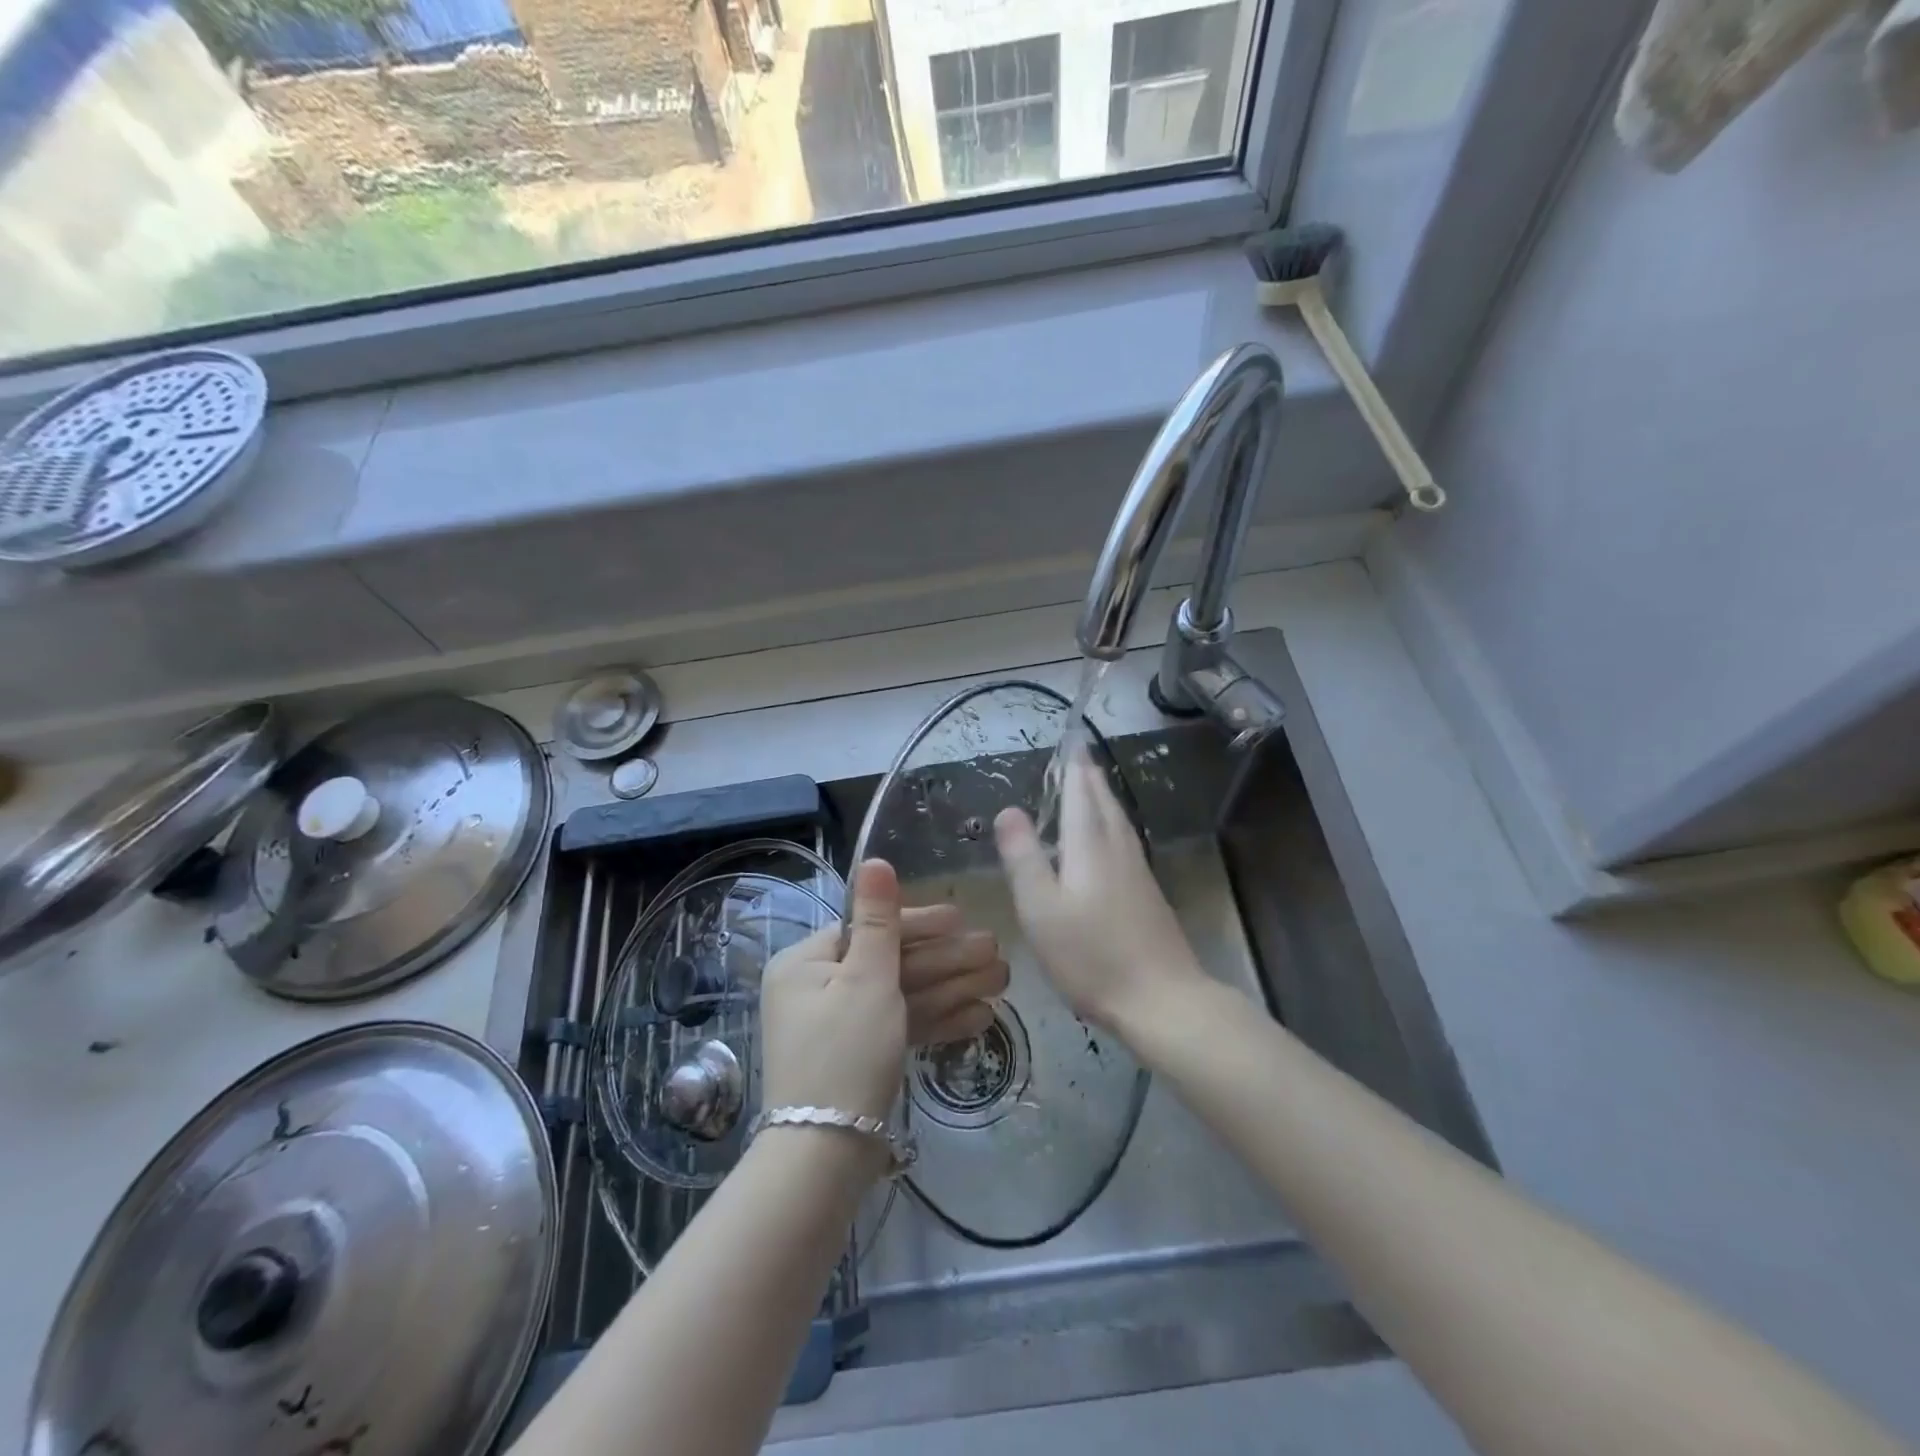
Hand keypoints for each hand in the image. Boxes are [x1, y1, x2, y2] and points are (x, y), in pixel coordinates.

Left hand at [760, 860, 1006, 1126]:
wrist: (824, 1158)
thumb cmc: (845, 1052)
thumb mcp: (866, 978)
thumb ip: (878, 919)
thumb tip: (873, 860)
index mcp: (806, 962)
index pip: (868, 928)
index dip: (920, 923)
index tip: (962, 919)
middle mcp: (816, 989)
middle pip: (890, 964)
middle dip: (947, 960)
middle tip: (996, 951)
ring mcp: (838, 1026)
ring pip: (901, 996)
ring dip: (951, 988)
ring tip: (1001, 981)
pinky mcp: (858, 1057)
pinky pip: (898, 1028)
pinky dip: (935, 1021)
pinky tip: (980, 1017)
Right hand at [995, 756, 1204, 1035]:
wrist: (1162, 1000)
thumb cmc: (1091, 955)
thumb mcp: (1041, 908)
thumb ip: (1023, 856)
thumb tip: (1009, 809)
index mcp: (1090, 845)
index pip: (1081, 792)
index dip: (1074, 766)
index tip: (1071, 740)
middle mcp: (1118, 848)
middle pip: (1104, 801)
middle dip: (1089, 776)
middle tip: (1078, 755)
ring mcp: (1138, 871)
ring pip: (1118, 820)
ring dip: (1102, 797)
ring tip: (1090, 786)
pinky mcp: (1147, 894)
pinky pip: (1124, 841)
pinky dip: (1110, 824)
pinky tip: (1107, 840)